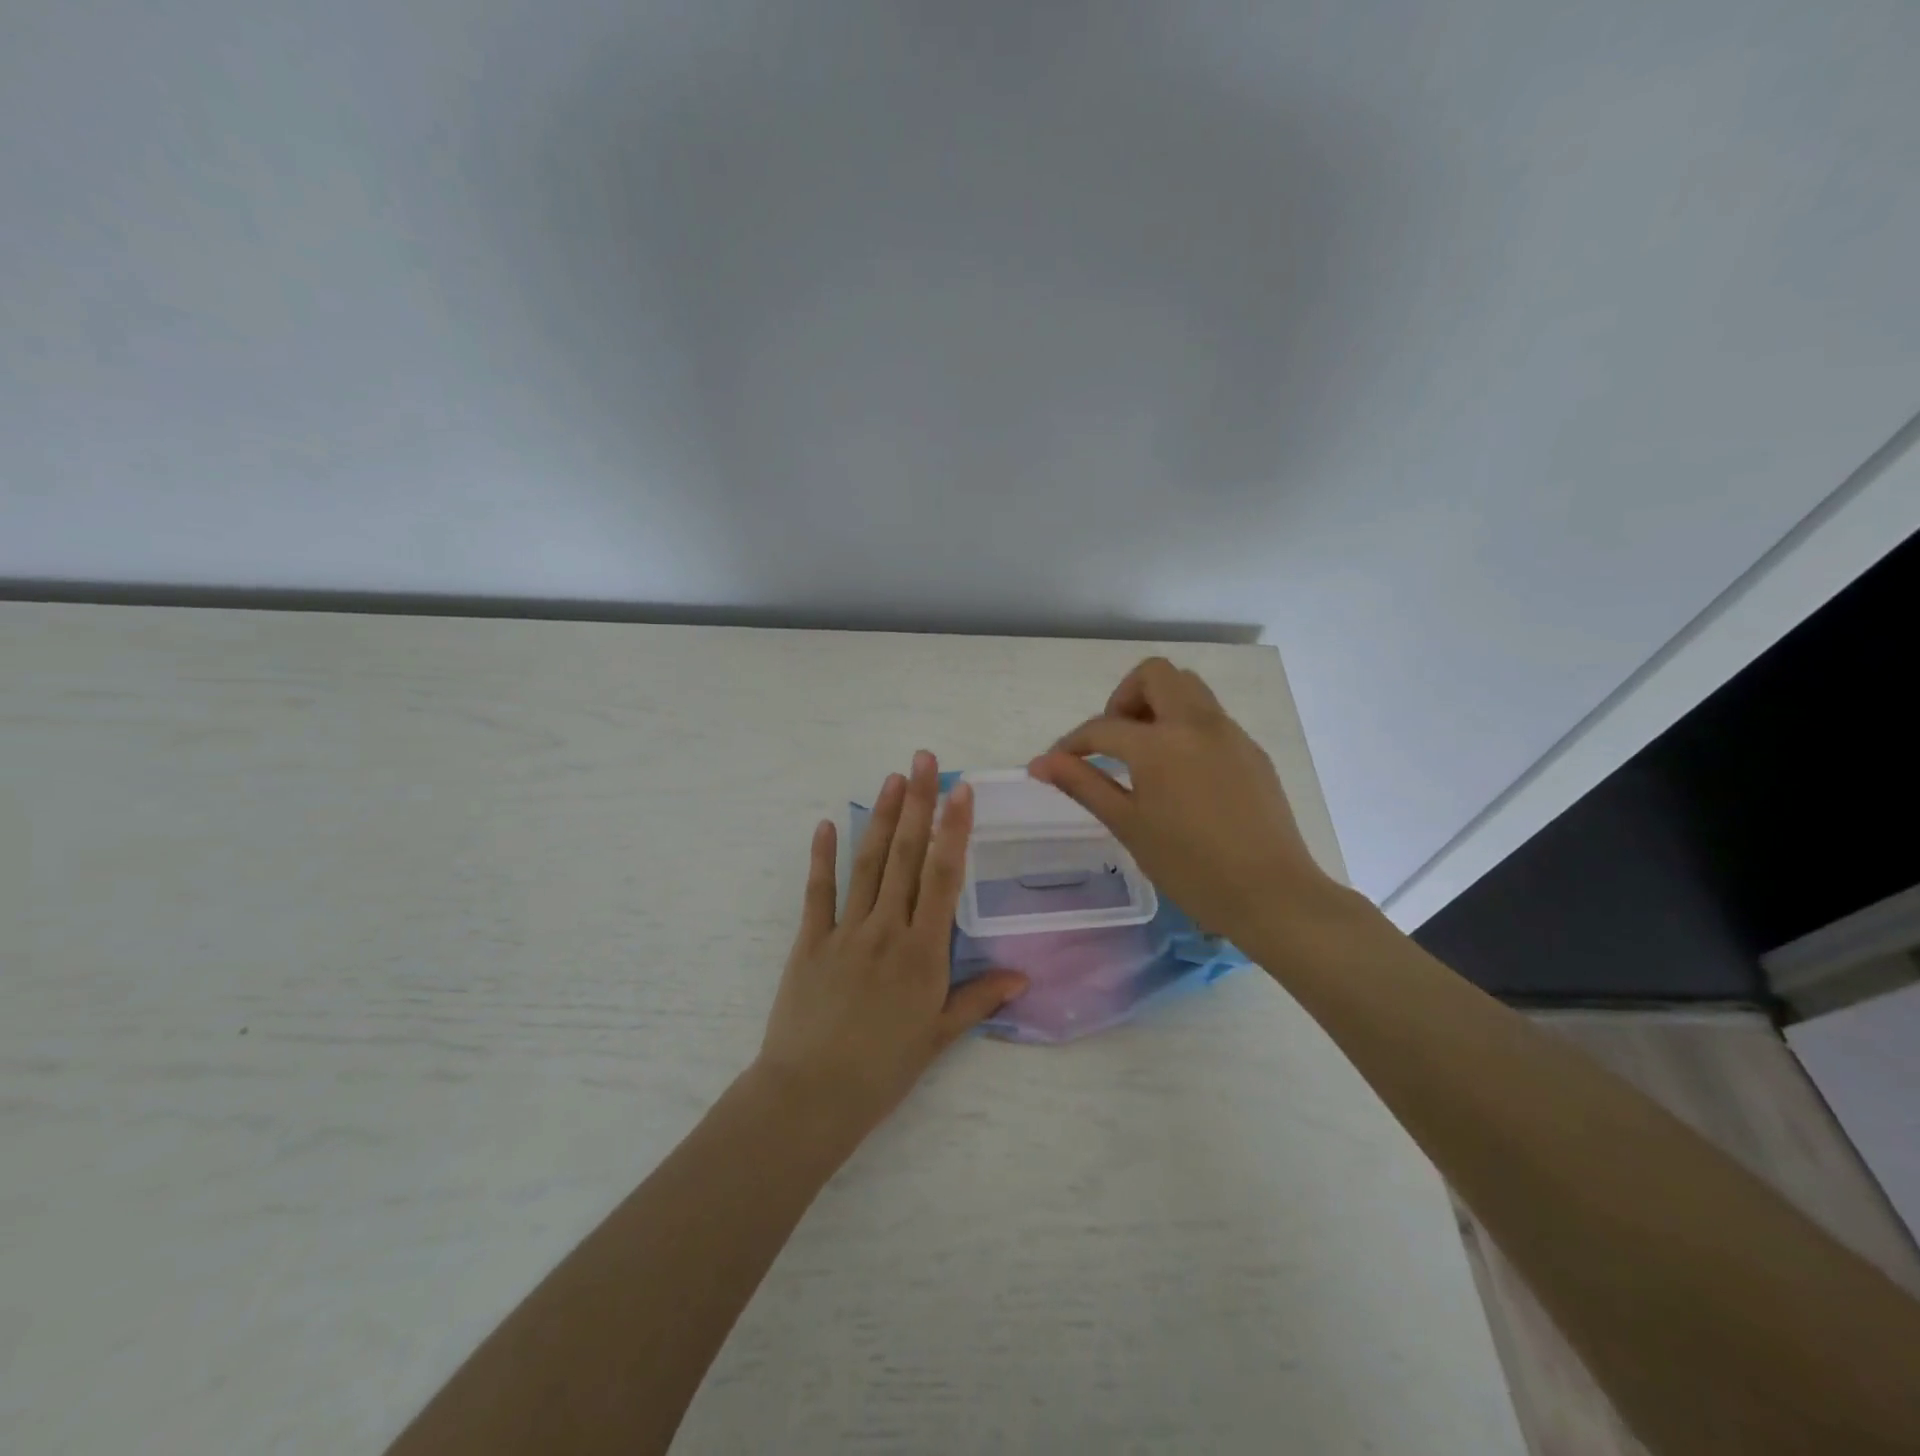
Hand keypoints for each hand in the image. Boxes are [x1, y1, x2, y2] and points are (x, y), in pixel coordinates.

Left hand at [756, 751, 1027, 1133]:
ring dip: (881, 818)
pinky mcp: (810, 941)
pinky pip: (819, 892)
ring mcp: (846, 931)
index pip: (943, 878)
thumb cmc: (883, 1069)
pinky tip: (827, 824)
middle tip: (923, 761)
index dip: (953, 831)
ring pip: (867, 864)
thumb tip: (1023, 976)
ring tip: (891, 779)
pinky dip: (823, 857)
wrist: (812, 1095)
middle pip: (905, 857)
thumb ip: (979, 998)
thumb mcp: (938, 1036)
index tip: (961, 792)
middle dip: (918, 805)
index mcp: (923, 952)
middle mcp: (887, 930)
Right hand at [1027, 658, 1342, 942]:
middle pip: (1155, 675)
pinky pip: (1212, 718)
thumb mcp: (1128, 825)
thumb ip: (1083, 784)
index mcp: (1160, 744)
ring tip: (1145, 754)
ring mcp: (1230, 734)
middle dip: (1124, 698)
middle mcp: (1197, 724)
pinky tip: (1183, 775)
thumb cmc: (1190, 867)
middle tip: (1114, 741)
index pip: (1103, 726)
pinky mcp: (1252, 751)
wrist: (1271, 894)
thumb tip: (1041, 763)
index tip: (1057, 763)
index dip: (1072, 742)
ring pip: (1189, 689)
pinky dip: (1186, 727)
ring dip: (1158, 705)